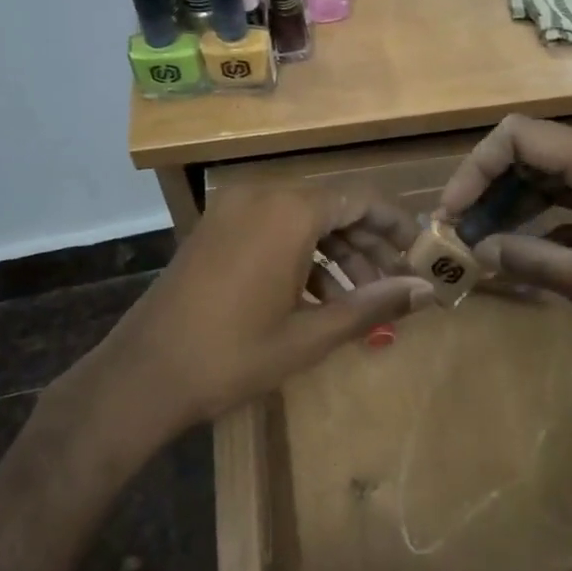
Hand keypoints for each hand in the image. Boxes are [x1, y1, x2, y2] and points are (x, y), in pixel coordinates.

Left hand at [0, 185, 429, 570]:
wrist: (144, 375)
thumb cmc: (234, 355)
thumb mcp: (311, 335)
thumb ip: (372, 305)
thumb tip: (427, 291)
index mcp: (290, 211)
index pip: (361, 200)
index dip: (395, 224)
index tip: (419, 251)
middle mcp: (262, 195)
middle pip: (333, 207)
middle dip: (367, 243)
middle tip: (393, 283)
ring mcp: (233, 210)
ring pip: (302, 219)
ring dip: (336, 252)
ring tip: (360, 296)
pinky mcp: (215, 228)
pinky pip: (273, 228)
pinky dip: (301, 253)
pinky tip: (317, 295)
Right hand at [437, 115, 571, 367]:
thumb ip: (534, 261)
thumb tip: (482, 250)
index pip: (516, 137)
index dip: (474, 170)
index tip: (451, 214)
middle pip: (533, 151)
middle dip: (490, 189)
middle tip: (462, 234)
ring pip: (555, 173)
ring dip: (517, 203)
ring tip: (485, 243)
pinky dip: (550, 216)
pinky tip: (529, 250)